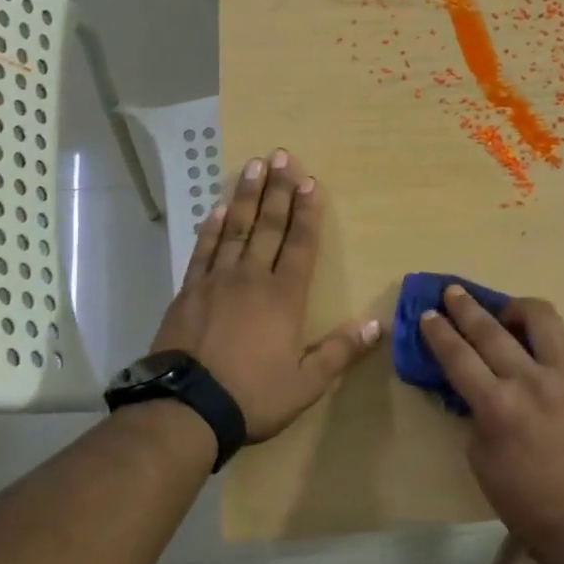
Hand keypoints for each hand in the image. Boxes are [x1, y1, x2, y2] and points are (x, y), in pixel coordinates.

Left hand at [151, 150, 379, 443]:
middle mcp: (251, 279)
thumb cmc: (252, 396)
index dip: (306, 212)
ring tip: (253, 166)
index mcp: (284, 297)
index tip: (309, 181)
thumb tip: (377, 324)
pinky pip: (203, 250)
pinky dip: (212, 227)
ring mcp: (216, 281)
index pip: (300, 244)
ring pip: (235, 229)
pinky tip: (217, 209)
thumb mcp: (306, 383)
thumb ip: (340, 352)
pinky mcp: (188, 291)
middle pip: (268, 226)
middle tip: (281, 155)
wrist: (186, 409)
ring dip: (245, 196)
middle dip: (277, 190)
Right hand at [418, 287, 563, 563]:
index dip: (439, 332)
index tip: (428, 314)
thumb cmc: (529, 505)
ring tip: (502, 313)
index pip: (459, 356)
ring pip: (541, 317)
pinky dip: (544, 333)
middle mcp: (533, 381)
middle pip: (492, 329)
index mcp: (499, 407)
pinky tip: (534, 341)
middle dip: (466, 307)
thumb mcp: (482, 462)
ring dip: (514, 308)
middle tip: (452, 293)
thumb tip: (476, 387)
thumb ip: (476, 415)